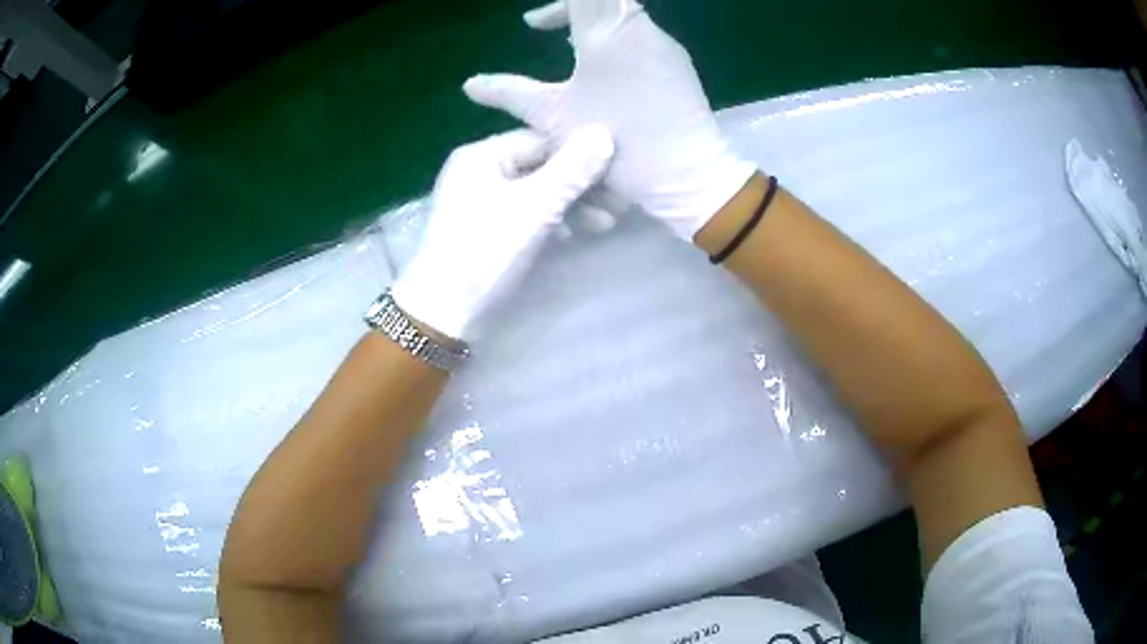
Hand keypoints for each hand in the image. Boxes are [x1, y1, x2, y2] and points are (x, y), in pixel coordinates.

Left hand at [392, 127, 613, 341]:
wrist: (446, 311)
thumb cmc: (486, 249)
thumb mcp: (535, 206)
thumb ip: (572, 170)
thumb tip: (604, 132)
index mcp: (482, 155)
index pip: (541, 140)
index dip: (580, 152)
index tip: (617, 167)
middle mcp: (481, 171)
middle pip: (542, 166)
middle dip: (581, 184)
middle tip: (620, 200)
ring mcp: (483, 201)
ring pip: (538, 192)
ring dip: (573, 204)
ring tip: (608, 221)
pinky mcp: (489, 229)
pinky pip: (528, 213)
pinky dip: (553, 220)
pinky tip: (579, 233)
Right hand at [463, 0, 755, 241]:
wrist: (688, 173)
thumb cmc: (616, 141)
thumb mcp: (553, 117)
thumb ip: (509, 93)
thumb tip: (471, 84)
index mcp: (607, 29)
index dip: (557, 5)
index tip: (534, 23)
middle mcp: (640, 26)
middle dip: (569, 8)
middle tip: (545, 26)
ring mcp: (664, 42)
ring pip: (623, 11)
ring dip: (591, 20)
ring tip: (567, 44)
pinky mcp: (677, 61)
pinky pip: (640, 31)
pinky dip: (614, 35)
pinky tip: (602, 66)